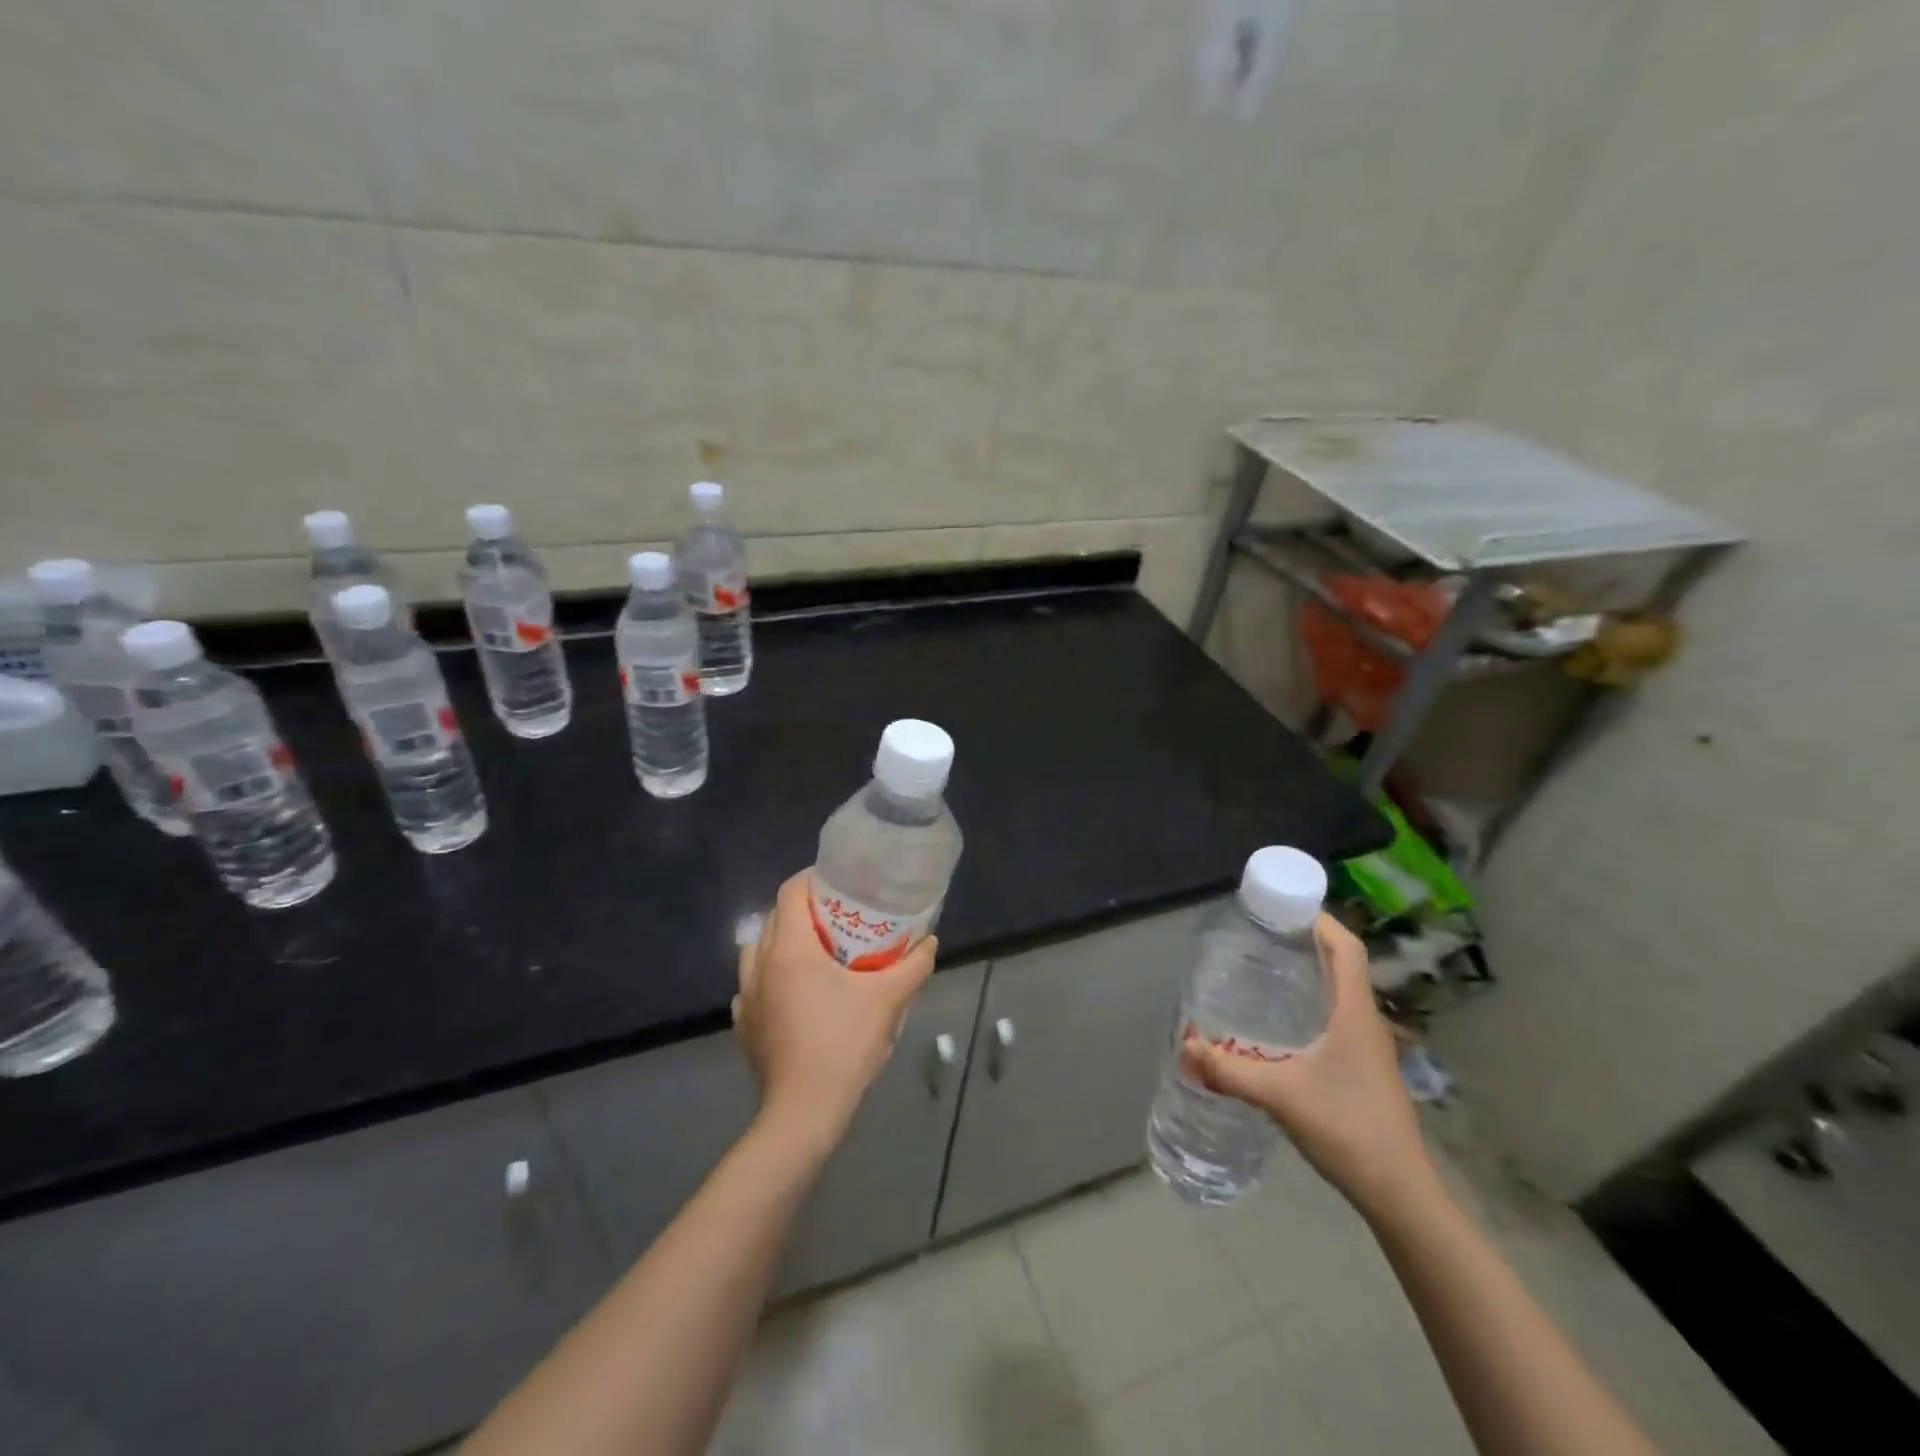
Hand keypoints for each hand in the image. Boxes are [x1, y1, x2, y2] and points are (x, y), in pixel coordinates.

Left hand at [733, 871, 936, 1154]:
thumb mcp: (888, 1000)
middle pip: (774, 917)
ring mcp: (747, 996)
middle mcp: (760, 963)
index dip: (811, 878)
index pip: (790, 891)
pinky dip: (770, 978)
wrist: (804, 1110)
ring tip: (813, 954)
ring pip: (757, 950)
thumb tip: (929, 942)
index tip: (838, 882)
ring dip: (781, 943)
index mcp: (790, 948)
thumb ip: (913, 966)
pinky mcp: (744, 1025)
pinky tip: (794, 996)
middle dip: (802, 910)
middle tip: (836, 917)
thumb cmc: (844, 1044)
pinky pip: (753, 986)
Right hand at [1178, 914, 1436, 1220]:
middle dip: (1307, 940)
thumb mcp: (1280, 1095)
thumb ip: (1228, 1070)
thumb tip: (1184, 1047)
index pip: (1347, 948)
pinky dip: (1313, 1001)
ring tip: (1267, 966)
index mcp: (1354, 1013)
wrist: (1400, 1193)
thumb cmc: (1347, 1128)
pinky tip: (1283, 1020)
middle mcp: (1366, 1021)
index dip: (1320, 920)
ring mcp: (1369, 1047)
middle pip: (1343, 964)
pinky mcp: (1364, 1068)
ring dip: (1311, 971)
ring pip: (1341, 991)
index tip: (1284, 907)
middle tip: (1262, 932)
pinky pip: (1338, 1016)